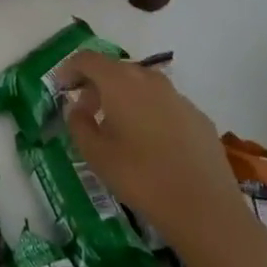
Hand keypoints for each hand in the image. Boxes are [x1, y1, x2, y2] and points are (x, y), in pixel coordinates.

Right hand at [60, 49, 242, 240]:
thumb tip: (77, 108)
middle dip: (96, 85)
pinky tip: (151, 145)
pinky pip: (164, 104)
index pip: (87, 59)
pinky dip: (149, 113)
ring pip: (142, 86)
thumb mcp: (96, 155)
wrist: (205, 208)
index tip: (61, 88)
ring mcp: (178, 97)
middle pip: (116, 69)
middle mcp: (149, 80)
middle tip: (87, 112)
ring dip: (124, 98)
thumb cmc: (141, 177)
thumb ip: (79, 124)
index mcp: (120, 82)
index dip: (70, 69)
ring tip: (118, 129)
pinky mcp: (198, 117)